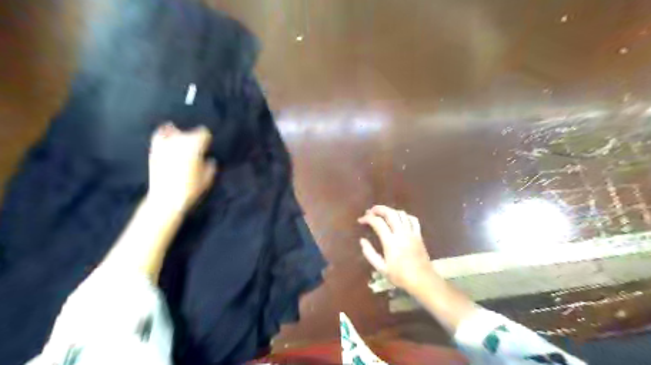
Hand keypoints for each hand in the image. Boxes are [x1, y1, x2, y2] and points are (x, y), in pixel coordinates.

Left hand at [149, 122, 217, 211]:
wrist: (166, 198)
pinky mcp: (154, 149)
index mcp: (195, 146)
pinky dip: (165, 134)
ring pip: (176, 131)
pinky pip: (160, 135)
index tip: (208, 146)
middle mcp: (180, 140)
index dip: (207, 139)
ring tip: (183, 143)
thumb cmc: (191, 188)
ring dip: (181, 136)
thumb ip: (210, 165)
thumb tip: (208, 159)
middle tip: (197, 149)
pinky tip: (168, 135)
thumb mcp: (208, 178)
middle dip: (195, 139)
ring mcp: (166, 144)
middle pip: (190, 133)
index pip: (204, 133)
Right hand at [358, 206, 433, 293]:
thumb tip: (362, 241)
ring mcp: (412, 233)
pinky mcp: (419, 235)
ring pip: (401, 214)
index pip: (377, 222)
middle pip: (390, 213)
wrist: (423, 280)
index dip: (367, 218)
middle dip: (379, 209)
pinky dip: (404, 215)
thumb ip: (370, 253)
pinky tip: (400, 218)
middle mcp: (401, 233)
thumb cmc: (400, 276)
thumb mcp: (381, 268)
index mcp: (390, 242)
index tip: (361, 220)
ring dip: (390, 211)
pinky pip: (413, 219)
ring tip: (383, 214)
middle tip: (370, 211)